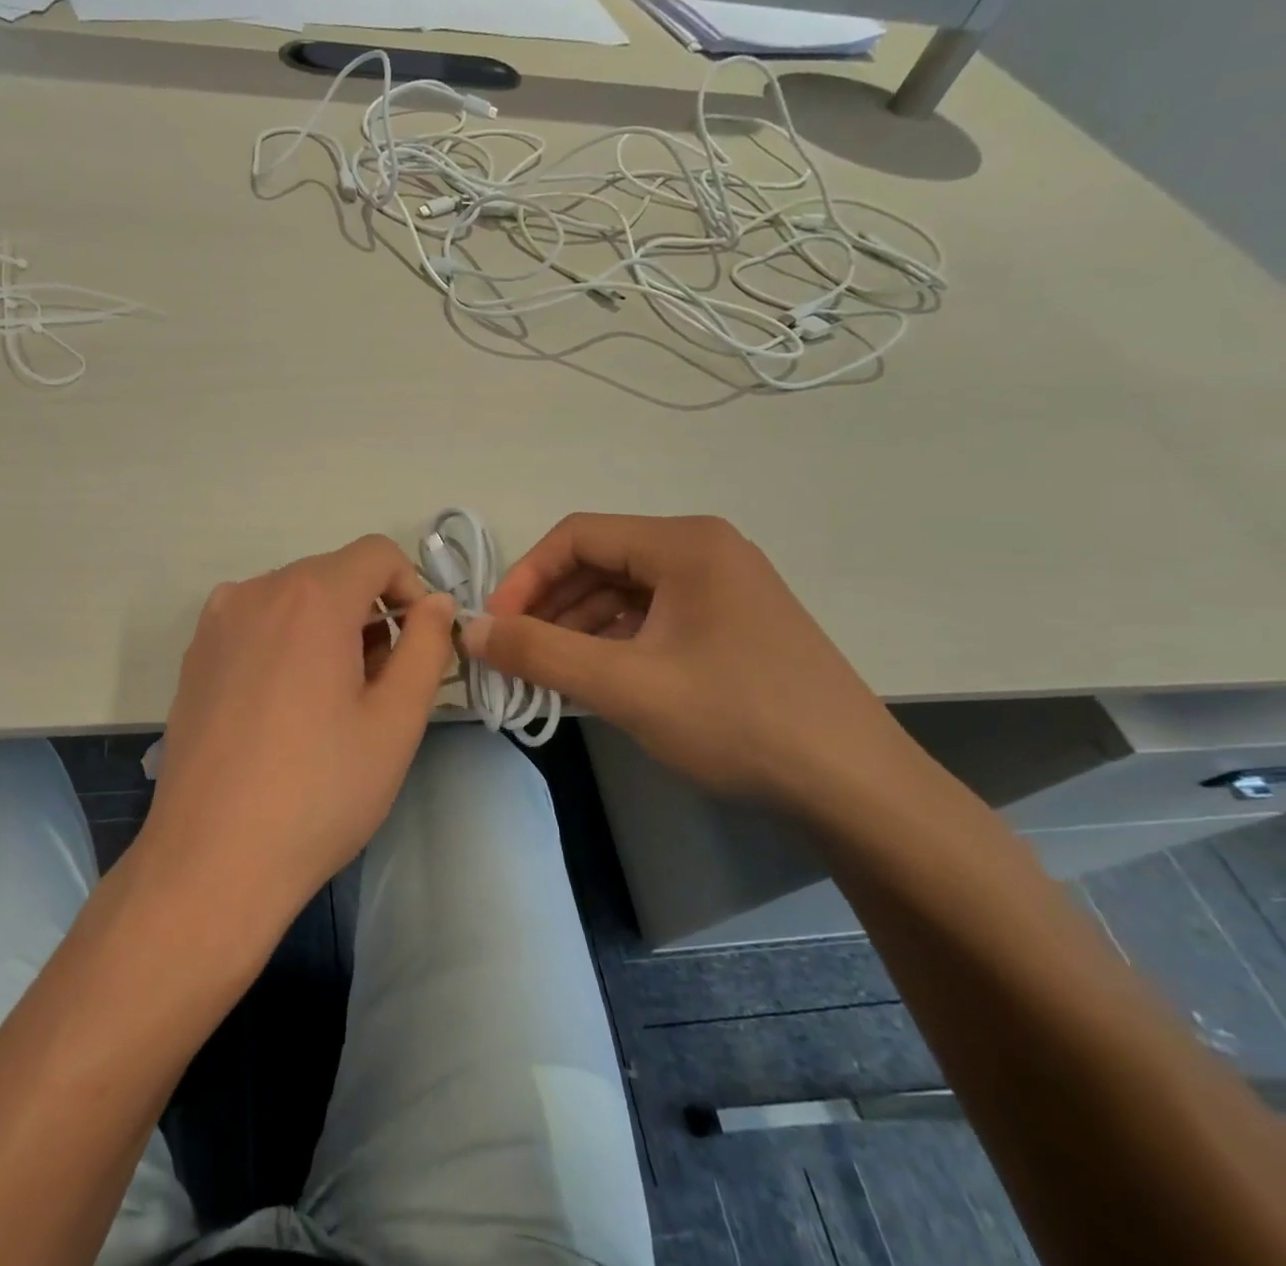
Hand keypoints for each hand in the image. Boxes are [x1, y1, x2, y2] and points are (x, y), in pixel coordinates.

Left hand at [135, 535, 455, 934]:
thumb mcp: (396, 721)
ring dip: (327, 630)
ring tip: (332, 703)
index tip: (416, 646)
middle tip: (378, 686)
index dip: (410, 589)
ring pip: (293, 600)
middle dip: (369, 614)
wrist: (211, 859)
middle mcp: (256, 591)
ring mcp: (216, 621)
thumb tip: (436, 603)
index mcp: (311, 596)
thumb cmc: (319, 791)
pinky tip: (284, 710)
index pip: (377, 553)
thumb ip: (427, 646)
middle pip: (333, 575)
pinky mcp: (194, 655)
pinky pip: (256, 624)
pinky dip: (285, 644)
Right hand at [465, 513, 915, 810]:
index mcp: (684, 544)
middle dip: (549, 607)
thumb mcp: (626, 686)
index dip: (525, 577)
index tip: (496, 627)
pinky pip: (650, 619)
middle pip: (599, 562)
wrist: (856, 789)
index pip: (577, 536)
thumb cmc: (738, 721)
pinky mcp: (730, 625)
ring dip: (576, 628)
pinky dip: (611, 643)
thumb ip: (539, 652)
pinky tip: (592, 680)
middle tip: (514, 655)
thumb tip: (470, 629)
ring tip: (545, 674)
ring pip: (622, 593)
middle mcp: (704, 551)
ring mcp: (722, 588)